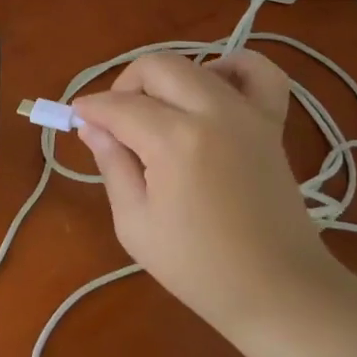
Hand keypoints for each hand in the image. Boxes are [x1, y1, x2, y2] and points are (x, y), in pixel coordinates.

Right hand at [71, 51, 343, 345]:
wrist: (278, 291)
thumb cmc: (198, 268)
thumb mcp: (135, 223)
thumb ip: (112, 165)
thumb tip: (92, 126)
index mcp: (175, 141)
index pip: (119, 106)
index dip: (90, 109)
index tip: (77, 119)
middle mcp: (212, 112)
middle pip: (156, 67)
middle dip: (125, 85)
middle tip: (115, 121)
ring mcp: (248, 113)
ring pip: (196, 65)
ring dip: (166, 80)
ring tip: (157, 113)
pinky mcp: (272, 123)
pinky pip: (258, 72)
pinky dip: (231, 68)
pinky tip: (212, 89)